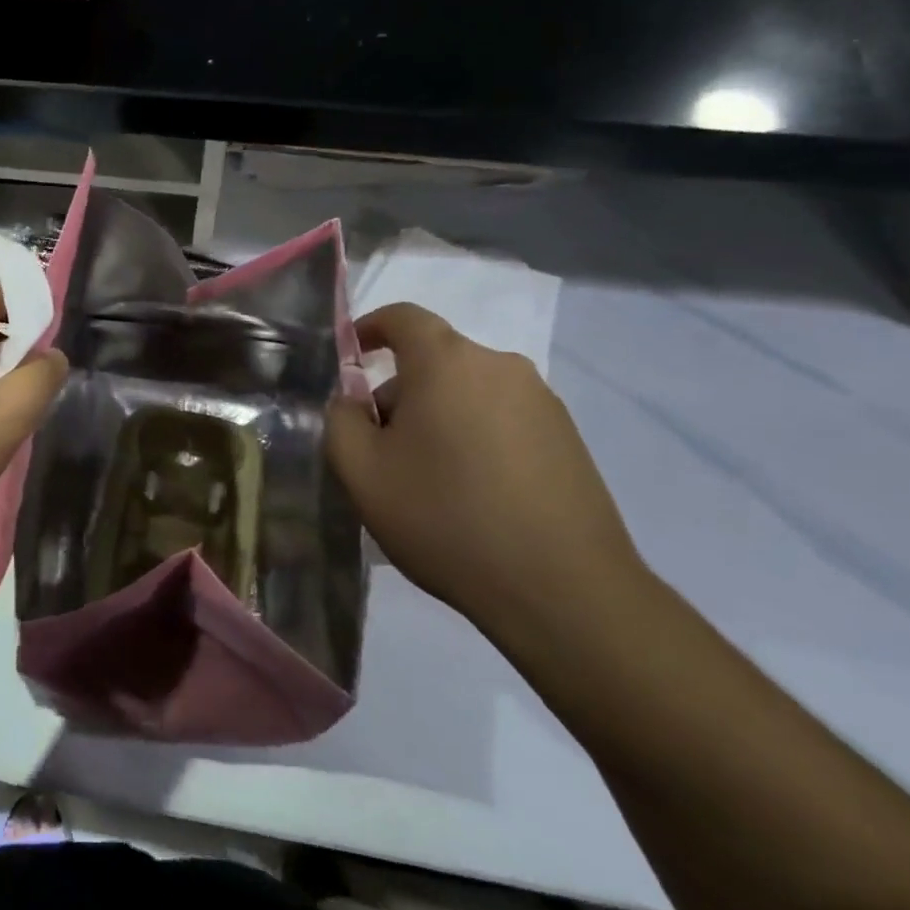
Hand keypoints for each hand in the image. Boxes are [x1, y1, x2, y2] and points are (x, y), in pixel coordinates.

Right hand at [325, 303, 643, 644]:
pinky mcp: (569, 439)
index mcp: (447, 362)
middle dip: (399, 392)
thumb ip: (340, 421)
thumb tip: (352, 402)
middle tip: (380, 448)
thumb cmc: (446, 518)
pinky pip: (502, 419)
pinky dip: (474, 438)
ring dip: (438, 417)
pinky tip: (471, 494)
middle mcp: (500, 366)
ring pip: (468, 391)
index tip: (349, 360)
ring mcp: (543, 402)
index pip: (402, 317)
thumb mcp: (362, 472)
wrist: (564, 592)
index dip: (368, 329)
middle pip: (434, 360)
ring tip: (426, 479)